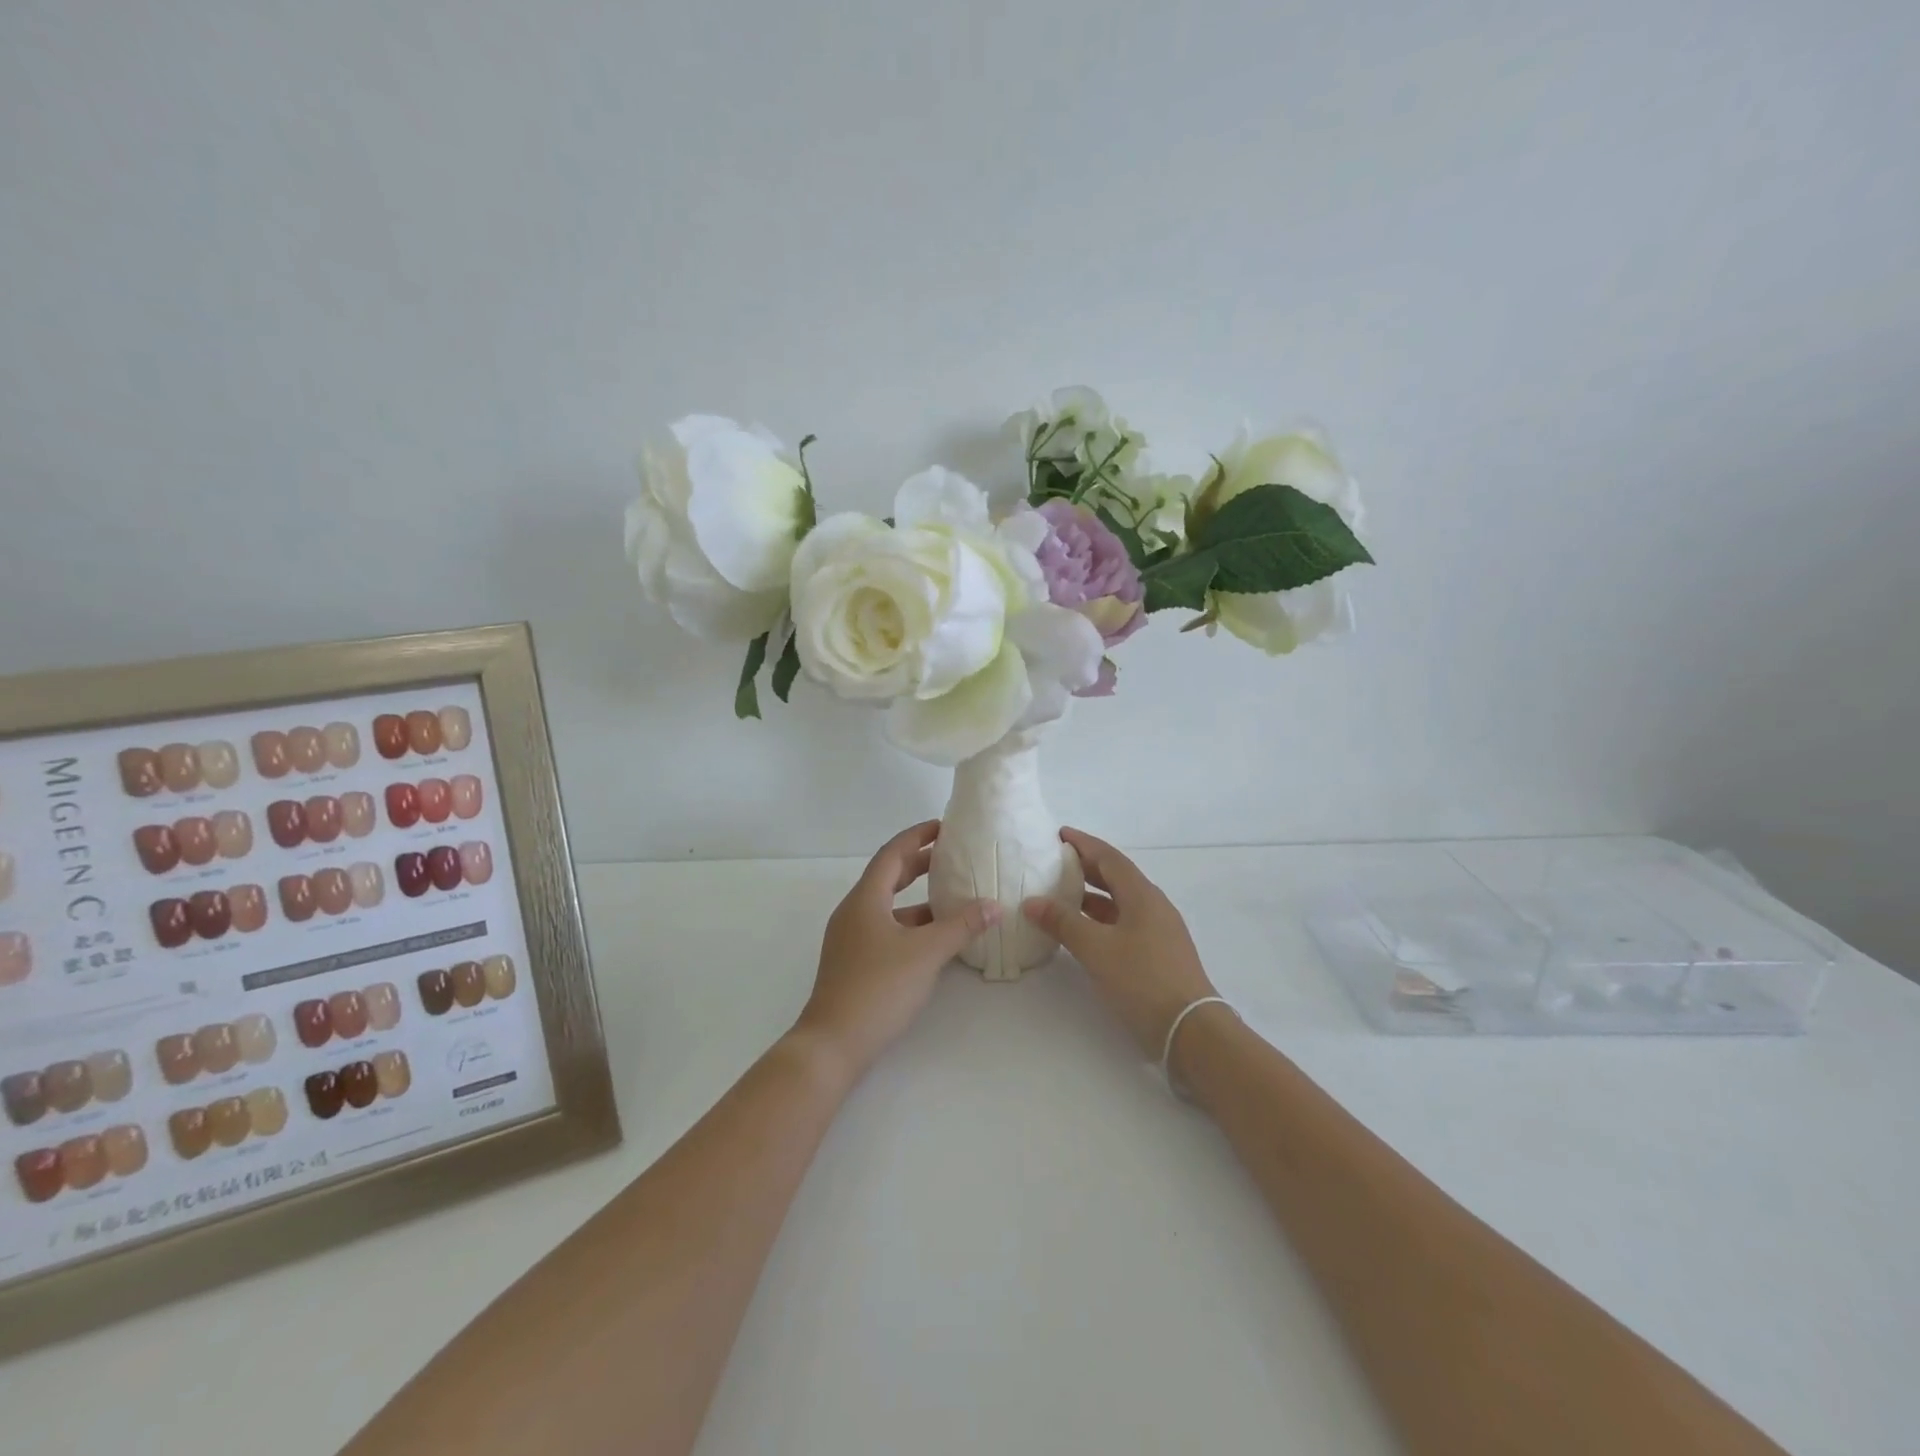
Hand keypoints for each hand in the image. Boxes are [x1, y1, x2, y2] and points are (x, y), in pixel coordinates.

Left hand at [794, 820, 1000, 1081]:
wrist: (833, 1044)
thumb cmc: (878, 988)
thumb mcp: (926, 954)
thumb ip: (961, 926)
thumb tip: (994, 906)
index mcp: (865, 899)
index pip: (892, 854)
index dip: (917, 836)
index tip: (944, 826)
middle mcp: (854, 912)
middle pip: (888, 876)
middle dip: (920, 863)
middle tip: (952, 856)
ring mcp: (852, 939)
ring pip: (889, 906)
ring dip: (918, 898)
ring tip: (953, 895)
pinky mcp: (856, 962)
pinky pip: (887, 929)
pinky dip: (912, 924)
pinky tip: (936, 937)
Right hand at [1023, 827, 1217, 1058]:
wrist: (1190, 1030)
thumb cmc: (1142, 980)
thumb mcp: (1096, 949)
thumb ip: (1063, 922)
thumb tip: (1032, 901)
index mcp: (1142, 895)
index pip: (1109, 858)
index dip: (1084, 844)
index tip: (1059, 835)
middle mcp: (1153, 906)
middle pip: (1115, 877)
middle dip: (1085, 867)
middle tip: (1054, 862)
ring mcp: (1158, 931)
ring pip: (1119, 902)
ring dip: (1091, 897)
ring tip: (1060, 896)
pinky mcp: (1158, 953)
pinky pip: (1123, 923)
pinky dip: (1099, 920)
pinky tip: (1081, 932)